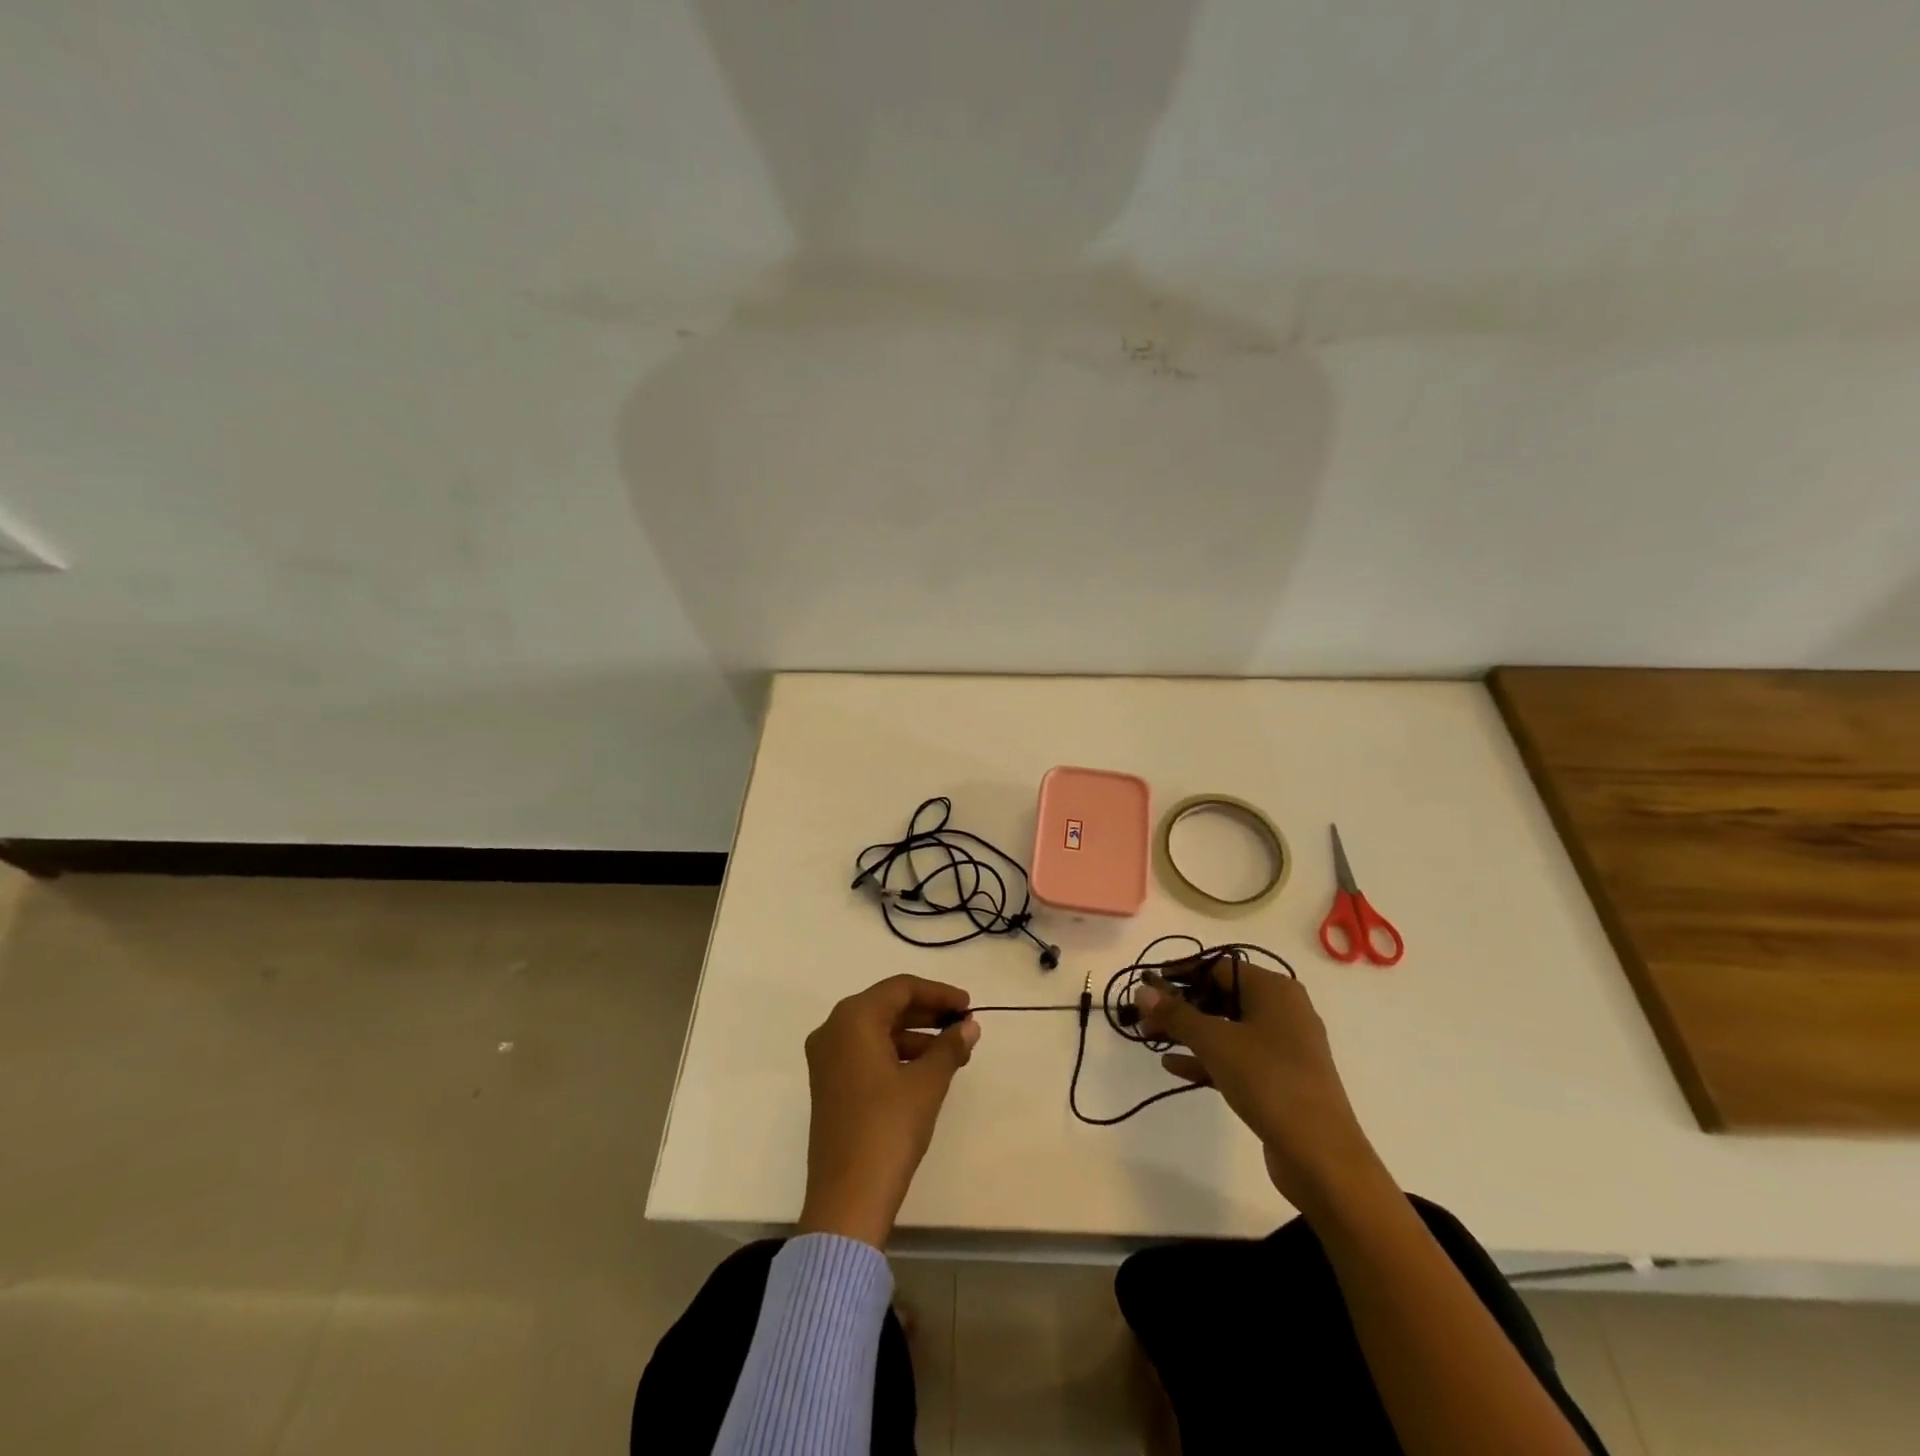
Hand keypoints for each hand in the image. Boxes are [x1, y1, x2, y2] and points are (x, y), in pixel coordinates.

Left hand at [797, 974, 980, 1247]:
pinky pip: (867, 1052)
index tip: (969, 1006)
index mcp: (853, 1018)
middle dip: (928, 1014)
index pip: (901, 988)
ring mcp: (827, 1058)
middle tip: (964, 1026)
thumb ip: (949, 1047)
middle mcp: (834, 1029)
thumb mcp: (927, 1083)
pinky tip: (928, 1070)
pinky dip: (898, 1054)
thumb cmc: (888, 1128)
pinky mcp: (829, 1083)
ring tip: (955, 1052)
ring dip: (916, 1036)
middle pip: (887, 1006)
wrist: (847, 1197)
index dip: (938, 993)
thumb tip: (969, 1027)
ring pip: (878, 1031)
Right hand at [1135, 956, 1380, 1212]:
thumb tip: (1142, 990)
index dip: (1180, 974)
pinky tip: (1172, 1066)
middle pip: (1221, 996)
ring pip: (1226, 1028)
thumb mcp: (1216, 1042)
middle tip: (1144, 1018)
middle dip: (1180, 1006)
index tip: (1147, 986)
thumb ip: (1176, 1014)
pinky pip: (1235, 1057)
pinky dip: (1206, 1058)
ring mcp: (1283, 1047)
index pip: (1218, 967)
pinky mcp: (1279, 1079)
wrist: (1322, 1157)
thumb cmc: (1269, 1081)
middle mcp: (1282, 1010)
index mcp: (1274, 990)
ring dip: (1188, 1032)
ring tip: (1149, 1039)